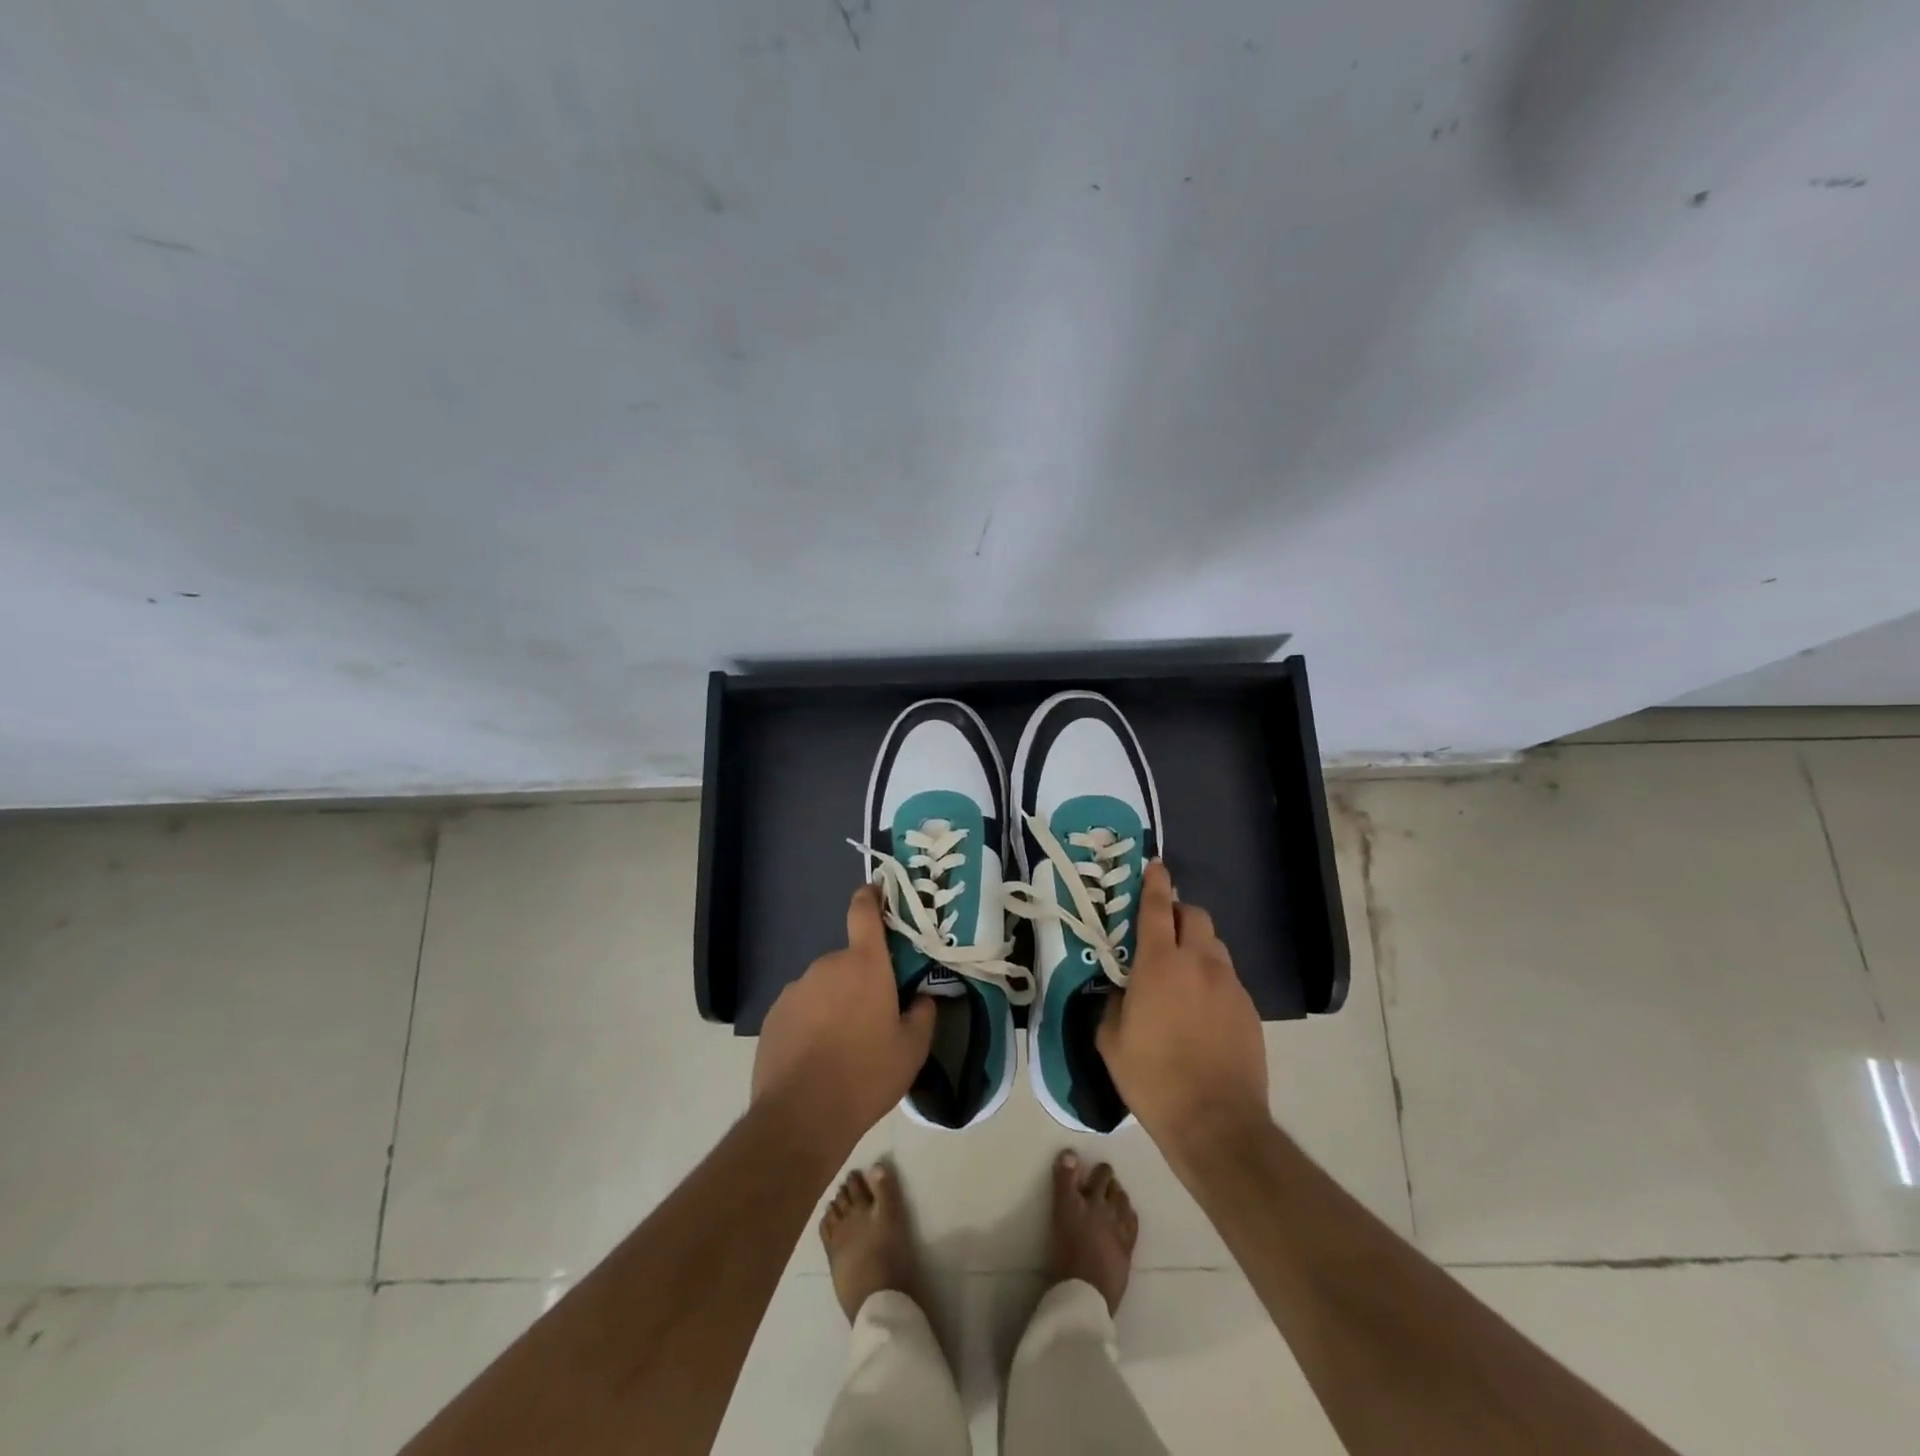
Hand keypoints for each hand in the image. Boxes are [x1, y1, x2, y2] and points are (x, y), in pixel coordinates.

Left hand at [752, 886, 935, 1157]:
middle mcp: (828, 965)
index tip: (876, 892)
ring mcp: (796, 988)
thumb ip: (923, 1014)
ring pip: (824, 986)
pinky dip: (811, 1021)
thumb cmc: (867, 1074)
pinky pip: (801, 1007)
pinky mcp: (774, 1014)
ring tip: (843, 1044)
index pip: (863, 912)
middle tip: (874, 1015)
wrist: (801, 1115)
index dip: (870, 897)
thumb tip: (923, 997)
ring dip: (835, 1002)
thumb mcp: (912, 1049)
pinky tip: (816, 1056)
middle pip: (849, 960)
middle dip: (862, 979)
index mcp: (865, 964)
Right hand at [1097, 862, 1268, 1166]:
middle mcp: (1199, 964)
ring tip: (1181, 972)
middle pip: (1195, 915)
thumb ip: (1114, 1004)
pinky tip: (1201, 1009)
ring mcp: (1230, 986)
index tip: (1155, 865)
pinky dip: (1212, 978)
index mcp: (1160, 965)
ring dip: (1196, 945)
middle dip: (1178, 913)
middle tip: (1161, 931)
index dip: (1155, 882)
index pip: (1158, 908)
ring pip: (1215, 946)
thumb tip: (1123, 992)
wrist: (1217, 1124)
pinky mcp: (1249, 1010)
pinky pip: (1227, 978)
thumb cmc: (1154, 1079)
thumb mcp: (1112, 1041)